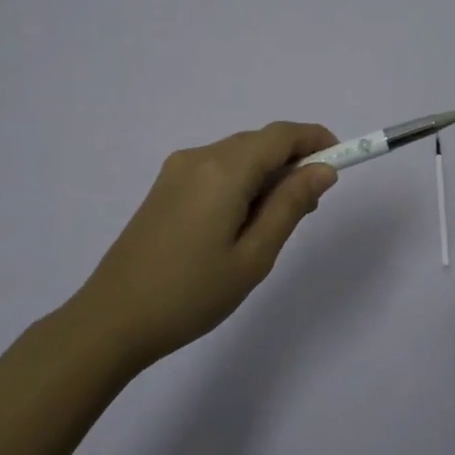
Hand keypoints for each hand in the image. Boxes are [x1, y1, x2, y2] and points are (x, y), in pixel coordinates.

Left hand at [71, 121, 340, 366]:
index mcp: (224, 170)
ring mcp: (177, 170)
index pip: (281, 135)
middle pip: (259, 142)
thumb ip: (290, 205)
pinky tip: (242, 221)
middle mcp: (199, 157)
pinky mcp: (164, 187)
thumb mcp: (254, 256)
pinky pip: (216, 169)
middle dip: (293, 161)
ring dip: (267, 173)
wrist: (112, 320)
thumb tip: (323, 170)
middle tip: (311, 206)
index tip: (343, 159)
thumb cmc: (191, 294)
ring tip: (275, 222)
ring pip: (238, 155)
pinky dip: (241, 181)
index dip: (316, 139)